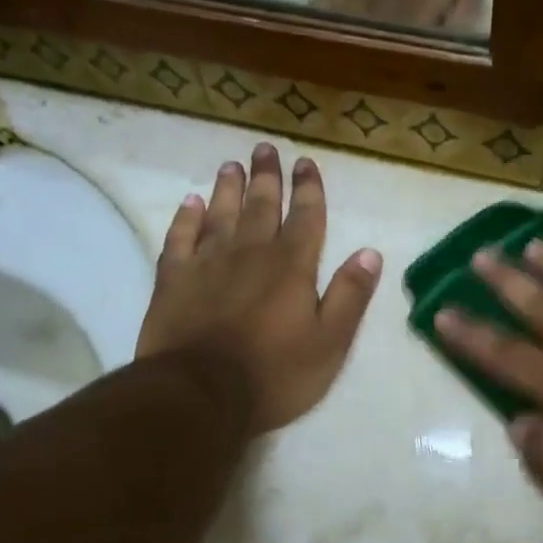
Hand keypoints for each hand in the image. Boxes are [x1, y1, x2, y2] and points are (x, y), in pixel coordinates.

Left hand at [139, 144, 381, 433]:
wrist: (200, 393)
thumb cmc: (274, 374)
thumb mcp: (329, 343)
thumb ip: (349, 296)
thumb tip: (369, 253)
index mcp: (292, 267)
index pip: (306, 218)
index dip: (308, 189)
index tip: (306, 163)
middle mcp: (251, 253)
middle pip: (262, 206)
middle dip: (267, 177)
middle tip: (265, 149)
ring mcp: (207, 263)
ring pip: (220, 214)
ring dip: (228, 189)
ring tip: (231, 166)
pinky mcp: (173, 279)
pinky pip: (180, 237)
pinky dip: (185, 218)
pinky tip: (190, 203)